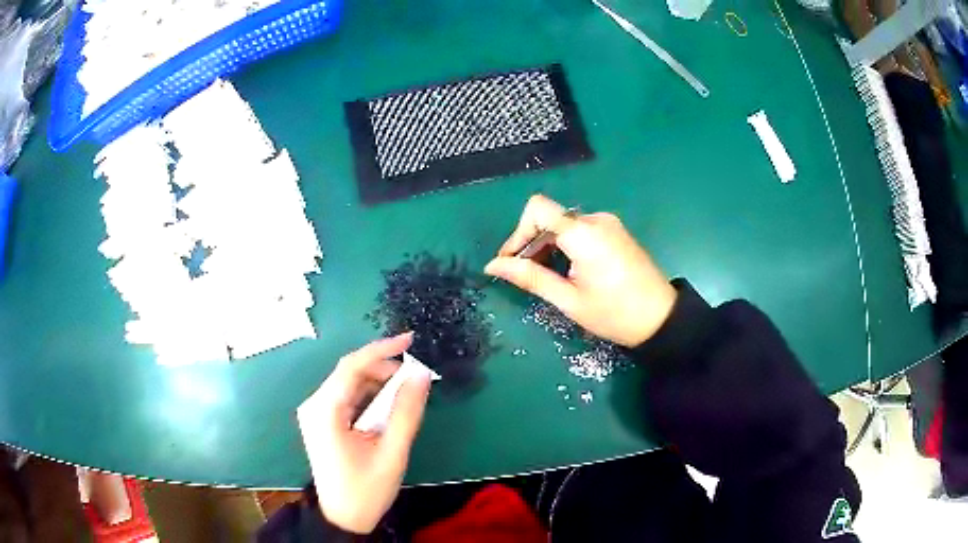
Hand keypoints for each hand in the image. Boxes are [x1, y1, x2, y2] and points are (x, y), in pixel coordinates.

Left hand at [297, 333, 430, 533]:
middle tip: (415, 376)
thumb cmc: (366, 489)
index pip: (352, 366)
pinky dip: (369, 397)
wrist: (343, 517)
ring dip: (378, 383)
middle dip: (383, 369)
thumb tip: (421, 375)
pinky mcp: (322, 422)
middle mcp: (314, 406)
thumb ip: (406, 412)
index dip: (382, 349)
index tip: (410, 340)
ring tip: (406, 392)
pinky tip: (388, 407)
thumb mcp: (392, 451)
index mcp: (325, 411)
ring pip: (349, 384)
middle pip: (349, 373)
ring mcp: (316, 414)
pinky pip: (347, 398)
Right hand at [485, 194, 677, 347]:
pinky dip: (565, 246)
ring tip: (548, 278)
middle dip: (531, 244)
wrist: (662, 318)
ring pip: (563, 225)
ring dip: (548, 247)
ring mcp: (608, 224)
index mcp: (584, 234)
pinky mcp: (615, 231)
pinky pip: (580, 230)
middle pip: (549, 218)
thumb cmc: (615, 314)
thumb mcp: (569, 300)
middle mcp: (596, 220)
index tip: (511, 261)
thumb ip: (531, 278)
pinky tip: (568, 271)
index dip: (518, 232)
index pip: (537, 209)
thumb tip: (493, 266)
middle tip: (525, 276)